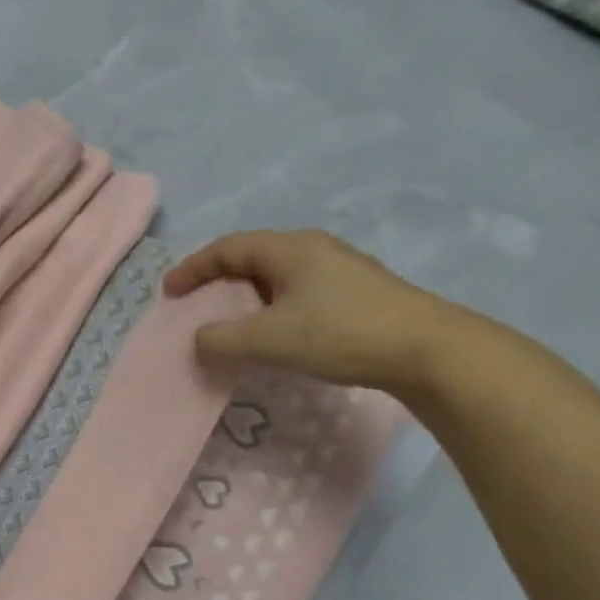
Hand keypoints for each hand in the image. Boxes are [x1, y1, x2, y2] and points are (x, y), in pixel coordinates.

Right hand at [164, 229, 460, 392]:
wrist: (430, 351)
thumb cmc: (341, 333)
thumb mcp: (269, 339)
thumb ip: (222, 338)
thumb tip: (199, 339)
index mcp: (289, 249)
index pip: (227, 248)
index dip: (193, 268)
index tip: (169, 292)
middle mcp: (314, 249)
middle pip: (252, 257)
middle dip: (218, 279)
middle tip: (196, 304)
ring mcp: (340, 270)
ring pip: (277, 276)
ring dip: (246, 296)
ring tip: (231, 322)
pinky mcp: (357, 294)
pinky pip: (298, 292)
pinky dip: (272, 308)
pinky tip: (276, 333)